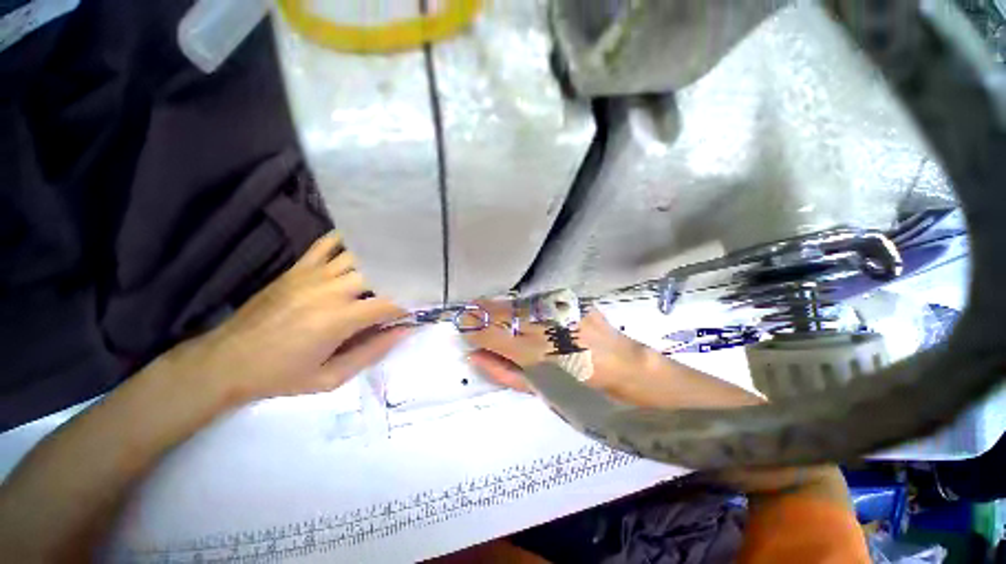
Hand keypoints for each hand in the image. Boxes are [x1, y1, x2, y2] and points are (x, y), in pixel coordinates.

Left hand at [163, 233, 409, 403]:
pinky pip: (326, 243)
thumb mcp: (328, 379)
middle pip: (377, 272)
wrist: (235, 357)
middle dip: (398, 278)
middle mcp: (330, 288)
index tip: (421, 309)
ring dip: (377, 258)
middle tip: (411, 286)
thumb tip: (401, 333)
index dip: (409, 304)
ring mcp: (312, 273)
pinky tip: (357, 244)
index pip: (389, 302)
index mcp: (340, 319)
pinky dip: (345, 240)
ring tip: (392, 264)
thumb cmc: (282, 375)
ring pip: (355, 254)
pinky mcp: (297, 267)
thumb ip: (367, 354)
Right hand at [463, 301, 651, 394]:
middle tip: (471, 313)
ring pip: (517, 303)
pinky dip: (527, 305)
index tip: (462, 327)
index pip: (488, 333)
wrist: (622, 367)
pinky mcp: (570, 301)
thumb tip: (475, 356)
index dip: (471, 328)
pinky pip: (539, 300)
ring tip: (495, 311)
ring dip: (503, 307)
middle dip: (482, 312)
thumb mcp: (538, 388)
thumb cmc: (580, 387)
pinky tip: (527, 310)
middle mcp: (541, 326)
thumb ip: (503, 372)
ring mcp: (557, 310)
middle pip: (500, 312)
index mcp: (530, 352)